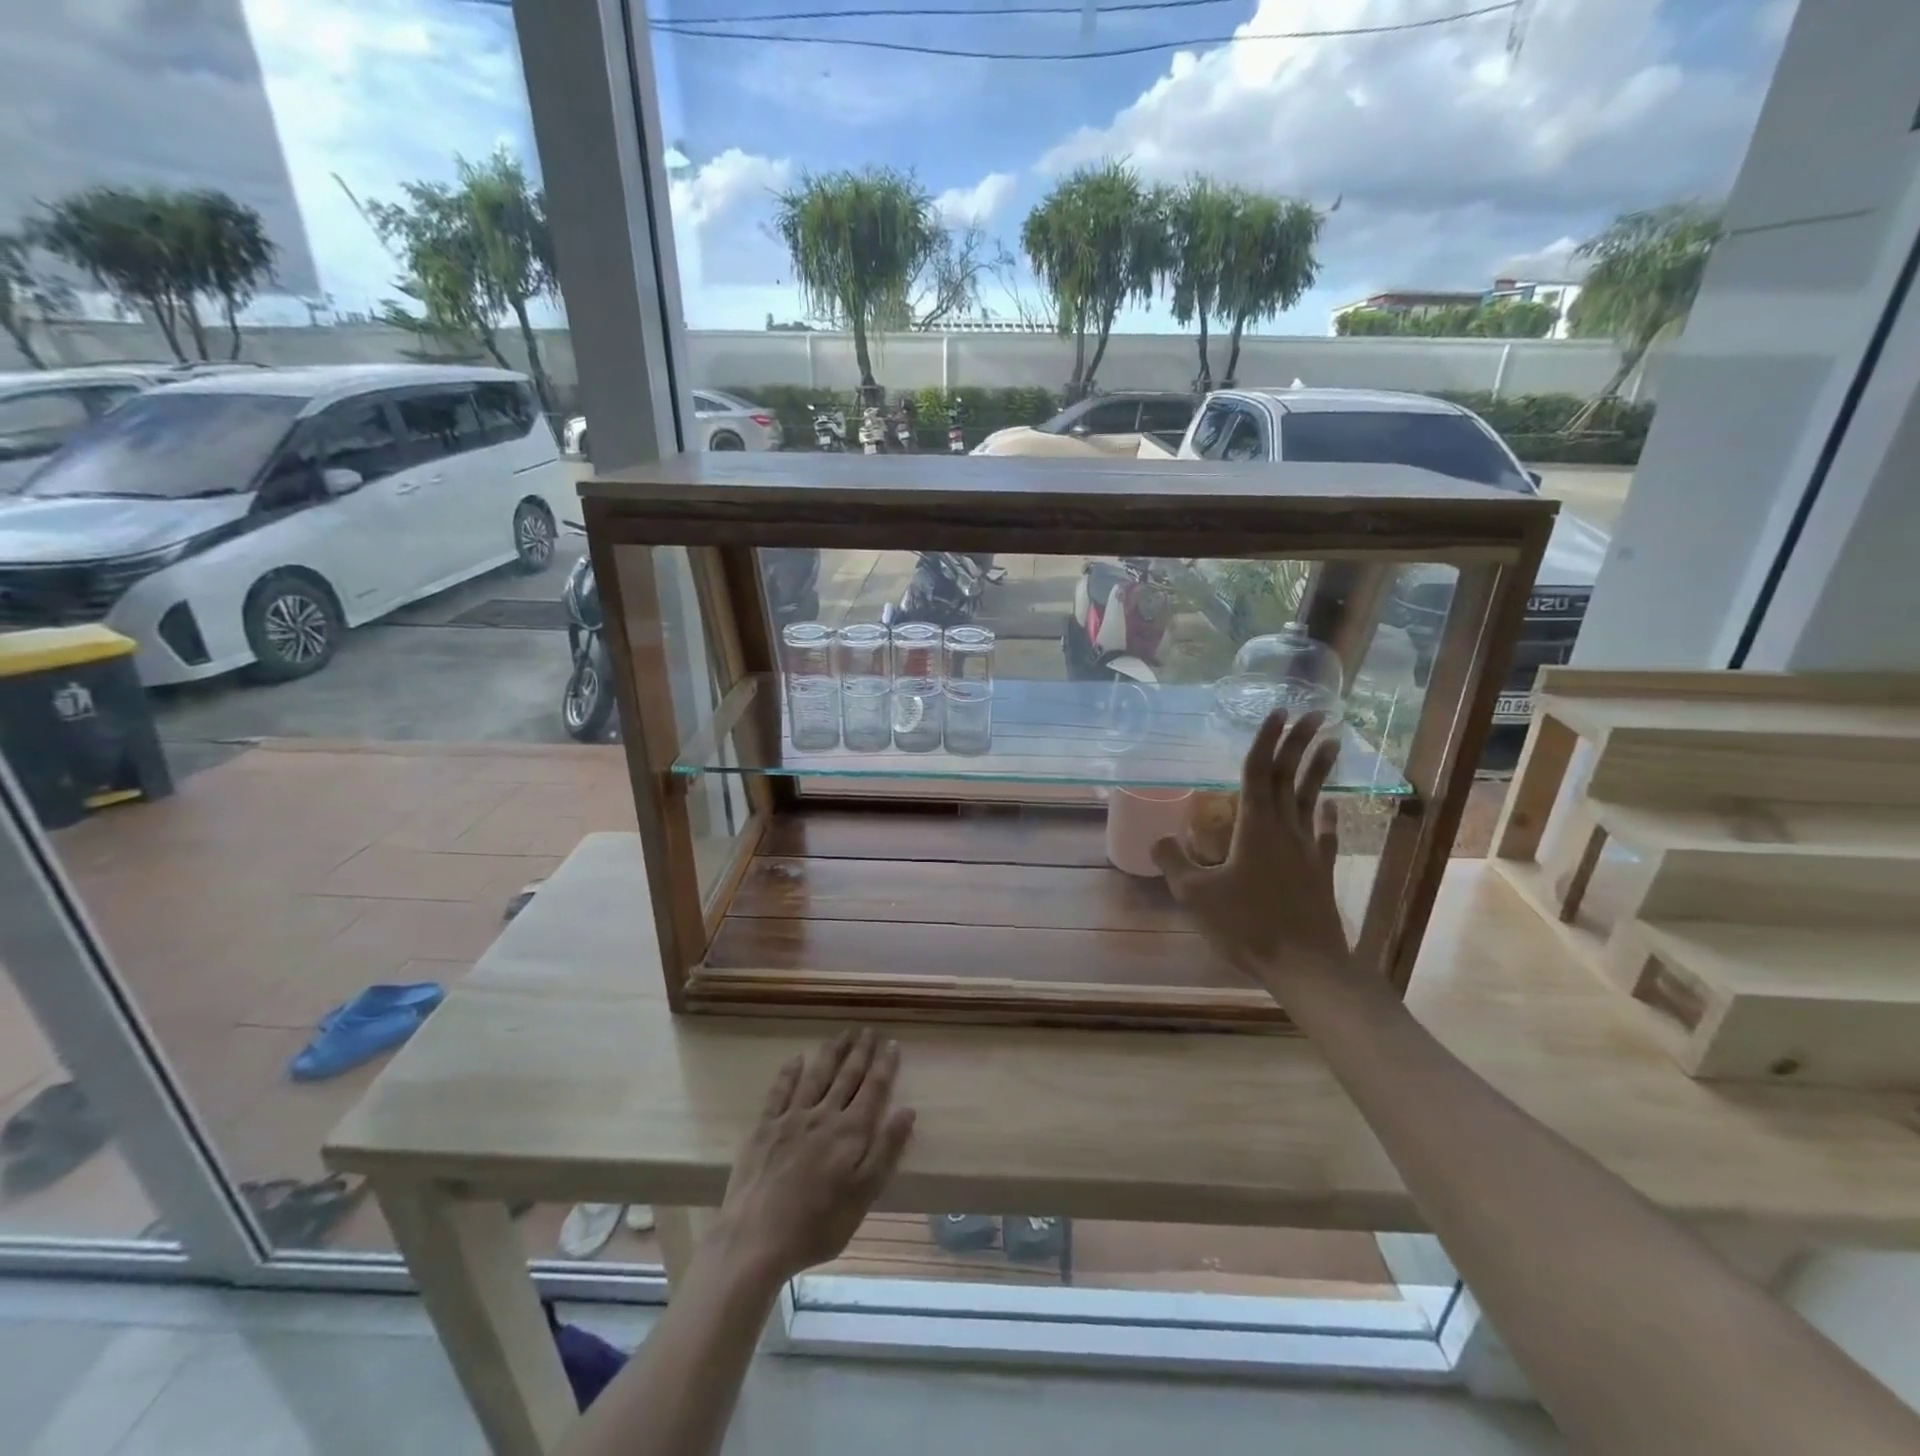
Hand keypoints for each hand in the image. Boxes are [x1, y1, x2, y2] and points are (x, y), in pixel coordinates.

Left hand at [711, 1029, 915, 1288]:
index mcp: (850, 1132)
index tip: (892, 1043)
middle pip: (846, 1076)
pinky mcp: (764, 1127)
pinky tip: (797, 1058)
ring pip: (816, 1075)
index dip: (884, 1065)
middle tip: (868, 1030)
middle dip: (860, 1051)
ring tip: (842, 1033)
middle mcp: (824, 1116)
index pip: (873, 1089)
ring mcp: (792, 1118)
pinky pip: (780, 1091)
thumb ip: (886, 1150)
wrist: (756, 1239)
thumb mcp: (863, 1195)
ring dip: (831, 1052)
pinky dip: (789, 1072)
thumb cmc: (817, 1225)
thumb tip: (907, 1110)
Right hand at [1152, 710, 1351, 990]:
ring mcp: (1307, 850)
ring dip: (1319, 769)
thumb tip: (1157, 837)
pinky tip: (1332, 806)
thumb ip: (1174, 862)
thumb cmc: (1247, 926)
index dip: (1267, 740)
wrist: (1305, 966)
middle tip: (1311, 713)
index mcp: (1255, 827)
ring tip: (1332, 742)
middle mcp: (1285, 829)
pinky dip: (1329, 816)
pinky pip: (1325, 834)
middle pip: (1290, 777)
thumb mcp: (1195, 895)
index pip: (1259, 772)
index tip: (1278, 711)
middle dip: (1299, 742)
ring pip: (1312, 799)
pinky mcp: (1320, 871)